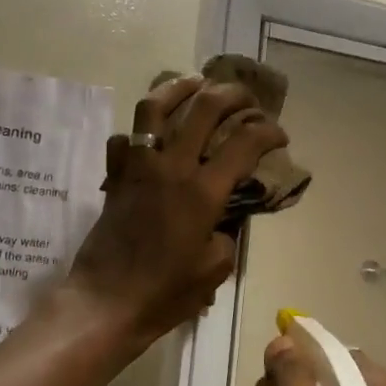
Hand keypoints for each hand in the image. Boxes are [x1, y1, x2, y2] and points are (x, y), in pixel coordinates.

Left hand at [64, 75, 287, 353]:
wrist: (106, 302)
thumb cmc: (165, 293)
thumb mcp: (214, 269)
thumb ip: (226, 234)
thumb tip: (221, 218)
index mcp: (202, 191)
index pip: (244, 142)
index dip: (268, 131)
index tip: (279, 136)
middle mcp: (171, 167)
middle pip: (204, 108)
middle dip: (233, 94)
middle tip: (246, 99)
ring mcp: (138, 167)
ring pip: (155, 107)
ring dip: (180, 88)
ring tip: (196, 84)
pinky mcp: (115, 176)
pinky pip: (124, 139)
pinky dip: (138, 131)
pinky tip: (150, 136)